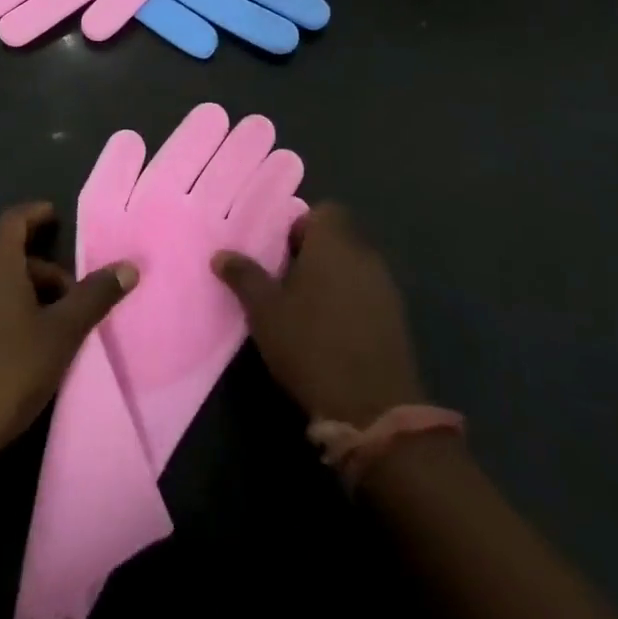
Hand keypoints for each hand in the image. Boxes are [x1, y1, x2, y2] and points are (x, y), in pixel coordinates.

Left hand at [0, 201, 137, 461]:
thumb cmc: (9, 371)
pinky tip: (28, 350)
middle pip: (9, 258)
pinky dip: (10, 315)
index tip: (56, 217)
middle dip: (45, 270)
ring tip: (58, 328)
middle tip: (75, 297)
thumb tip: (129, 266)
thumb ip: (95, 297)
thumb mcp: (62, 333)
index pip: (13, 221)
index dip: (36, 213)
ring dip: (29, 296)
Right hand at [212, 203, 423, 426]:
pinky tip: (331, 332)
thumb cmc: (310, 344)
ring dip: (332, 279)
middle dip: (313, 254)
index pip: (324, 211)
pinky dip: (350, 303)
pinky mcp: (396, 318)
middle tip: (285, 282)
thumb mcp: (264, 311)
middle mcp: (365, 254)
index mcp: (334, 242)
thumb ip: (244, 276)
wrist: (372, 407)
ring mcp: (385, 286)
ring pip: (353, 267)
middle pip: (339, 238)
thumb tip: (220, 254)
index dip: (301, 227)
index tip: (280, 254)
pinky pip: (367, 294)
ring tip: (305, 309)